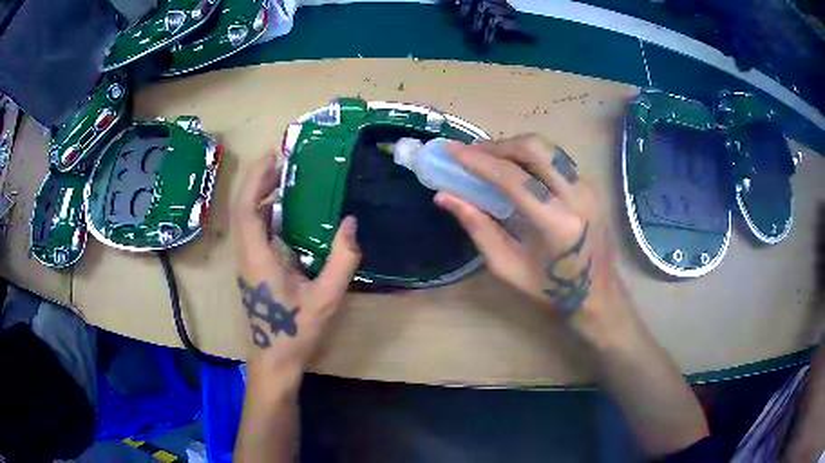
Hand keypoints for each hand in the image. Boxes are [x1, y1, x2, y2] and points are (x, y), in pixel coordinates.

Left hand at [232, 152, 361, 380]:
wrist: (275, 358)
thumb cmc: (296, 331)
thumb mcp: (325, 298)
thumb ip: (341, 260)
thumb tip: (351, 223)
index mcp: (258, 258)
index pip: (247, 209)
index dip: (257, 179)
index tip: (275, 156)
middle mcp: (246, 254)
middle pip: (242, 207)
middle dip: (258, 178)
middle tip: (283, 158)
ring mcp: (246, 261)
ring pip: (244, 217)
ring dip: (259, 192)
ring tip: (284, 175)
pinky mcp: (251, 266)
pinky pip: (252, 229)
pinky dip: (264, 210)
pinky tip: (283, 208)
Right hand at [434, 135, 632, 339]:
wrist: (597, 292)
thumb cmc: (549, 288)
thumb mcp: (507, 266)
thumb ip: (477, 227)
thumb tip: (445, 196)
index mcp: (556, 224)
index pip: (513, 179)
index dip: (479, 161)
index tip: (452, 151)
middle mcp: (577, 197)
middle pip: (535, 148)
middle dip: (499, 145)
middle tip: (473, 153)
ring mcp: (587, 187)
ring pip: (547, 148)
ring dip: (515, 147)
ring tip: (490, 158)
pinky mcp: (590, 185)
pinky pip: (556, 159)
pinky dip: (530, 157)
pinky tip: (515, 168)